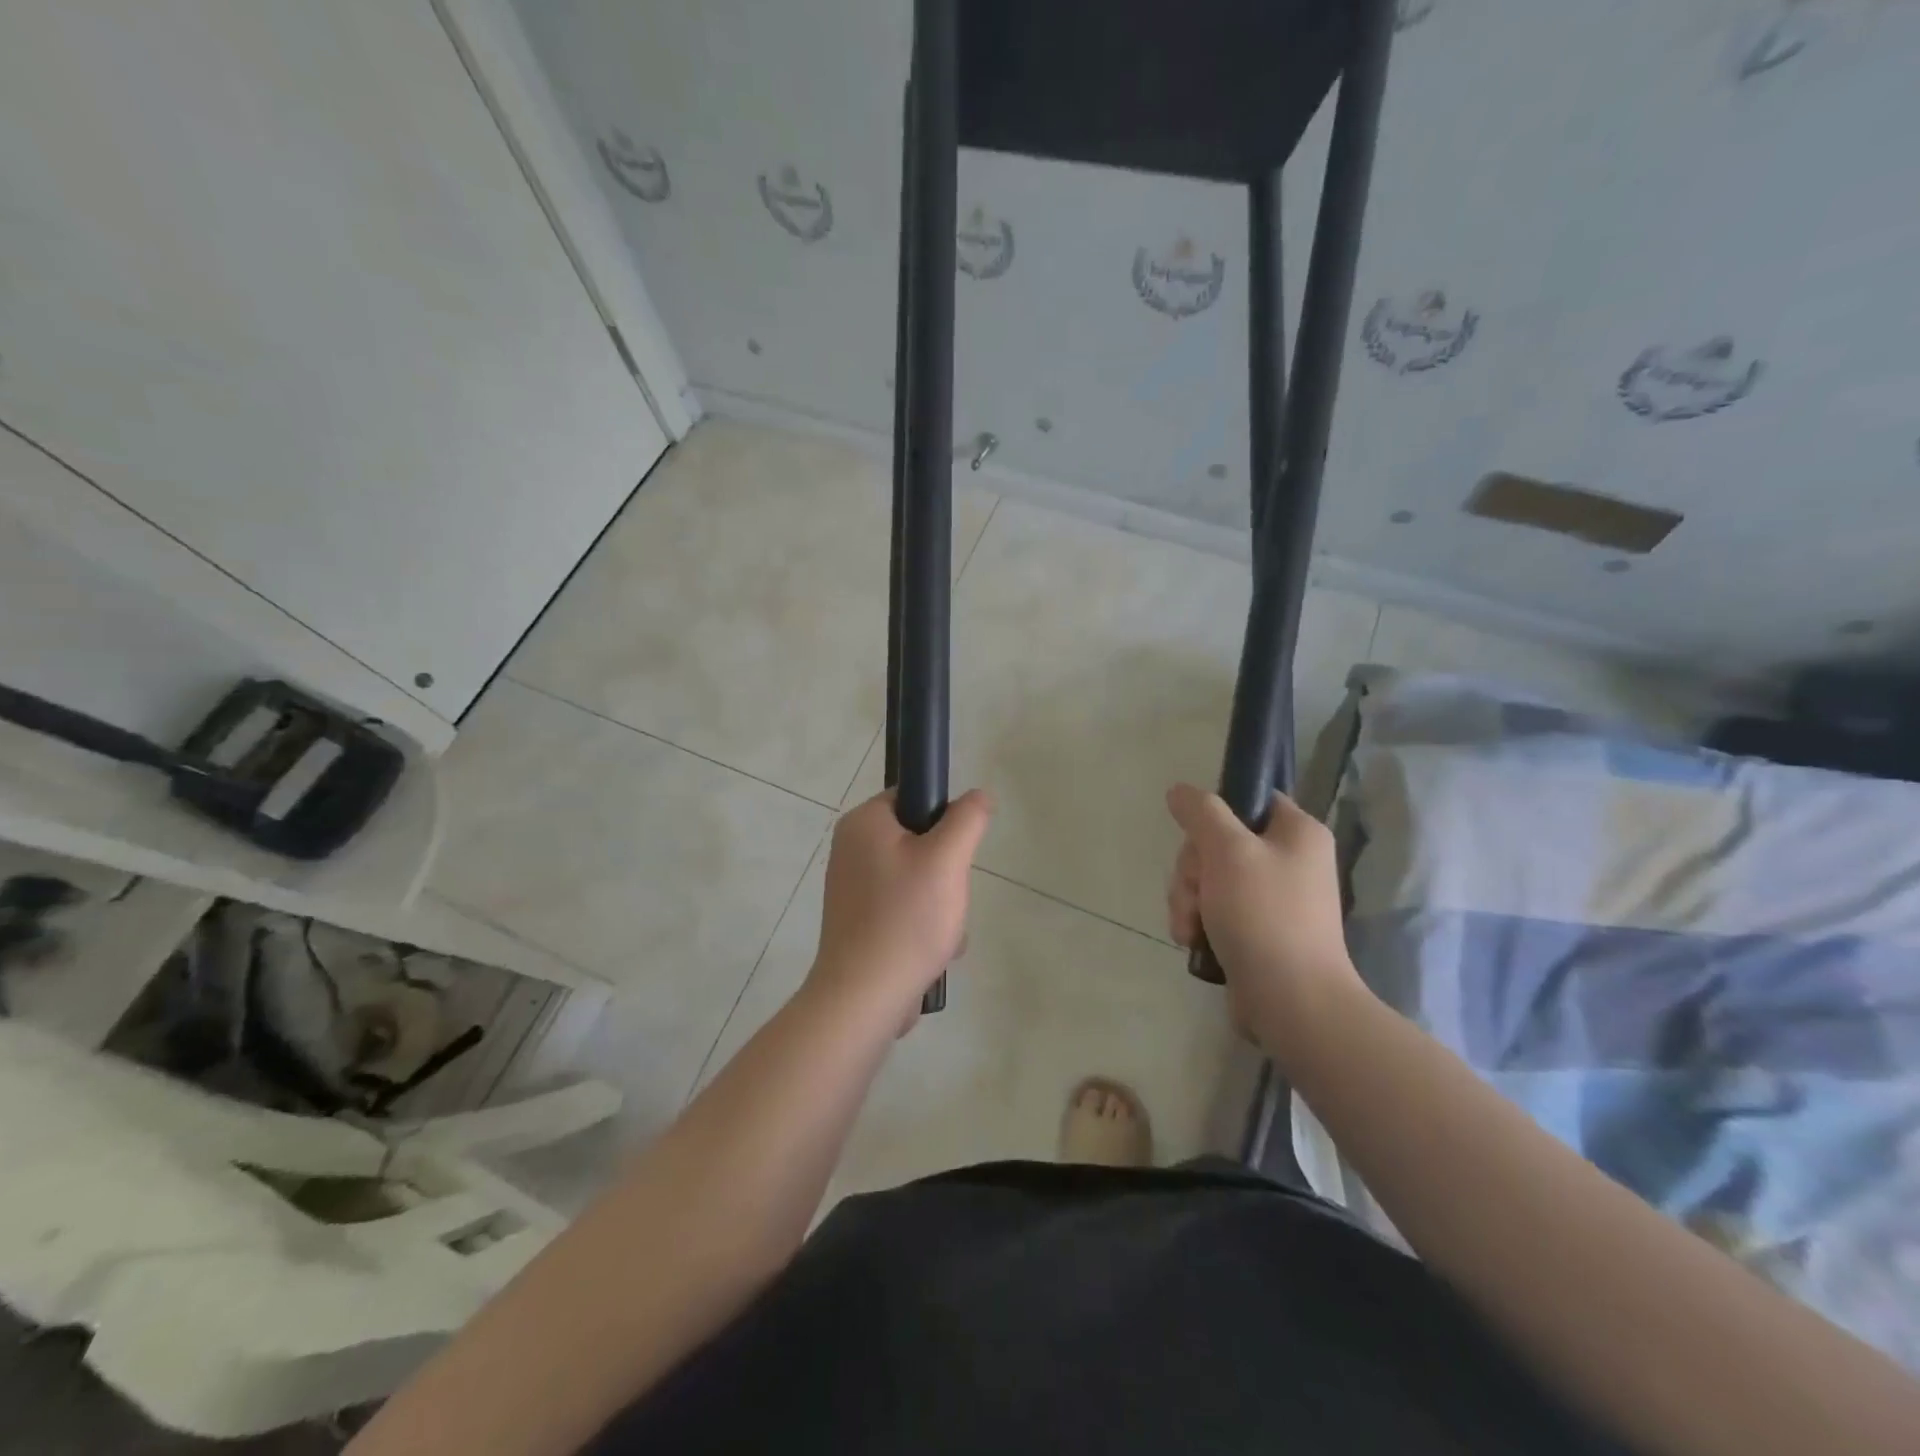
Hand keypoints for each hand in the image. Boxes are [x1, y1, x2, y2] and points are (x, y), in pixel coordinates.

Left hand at [810, 788, 993, 1021]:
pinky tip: (933, 951)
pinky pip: (903, 908)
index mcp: (863, 823)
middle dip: (945, 870)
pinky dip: (923, 924)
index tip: (956, 851)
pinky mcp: (858, 922)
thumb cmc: (906, 919)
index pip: (912, 796)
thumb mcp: (947, 859)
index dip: (943, 817)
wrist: (863, 998)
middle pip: (918, 840)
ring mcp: (852, 888)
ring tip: (943, 930)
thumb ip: (967, 819)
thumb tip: (978, 796)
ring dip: (941, 902)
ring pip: (916, 878)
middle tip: (949, 895)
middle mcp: (850, 849)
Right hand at [1165, 783, 1364, 1053]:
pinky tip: (1192, 940)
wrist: (1291, 1001)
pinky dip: (1198, 921)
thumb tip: (1180, 790)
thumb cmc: (1264, 916)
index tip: (1199, 841)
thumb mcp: (1227, 851)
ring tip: (1190, 927)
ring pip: (1209, 878)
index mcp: (1297, 832)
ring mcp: (1273, 898)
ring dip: (1188, 899)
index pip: (1249, 799)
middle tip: (1194, 894)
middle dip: (1192, 870)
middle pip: (1218, 842)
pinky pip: (1214, 909)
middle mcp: (1290, 860)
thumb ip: (1201, 812)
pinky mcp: (1256, 930)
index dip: (1214, 815)